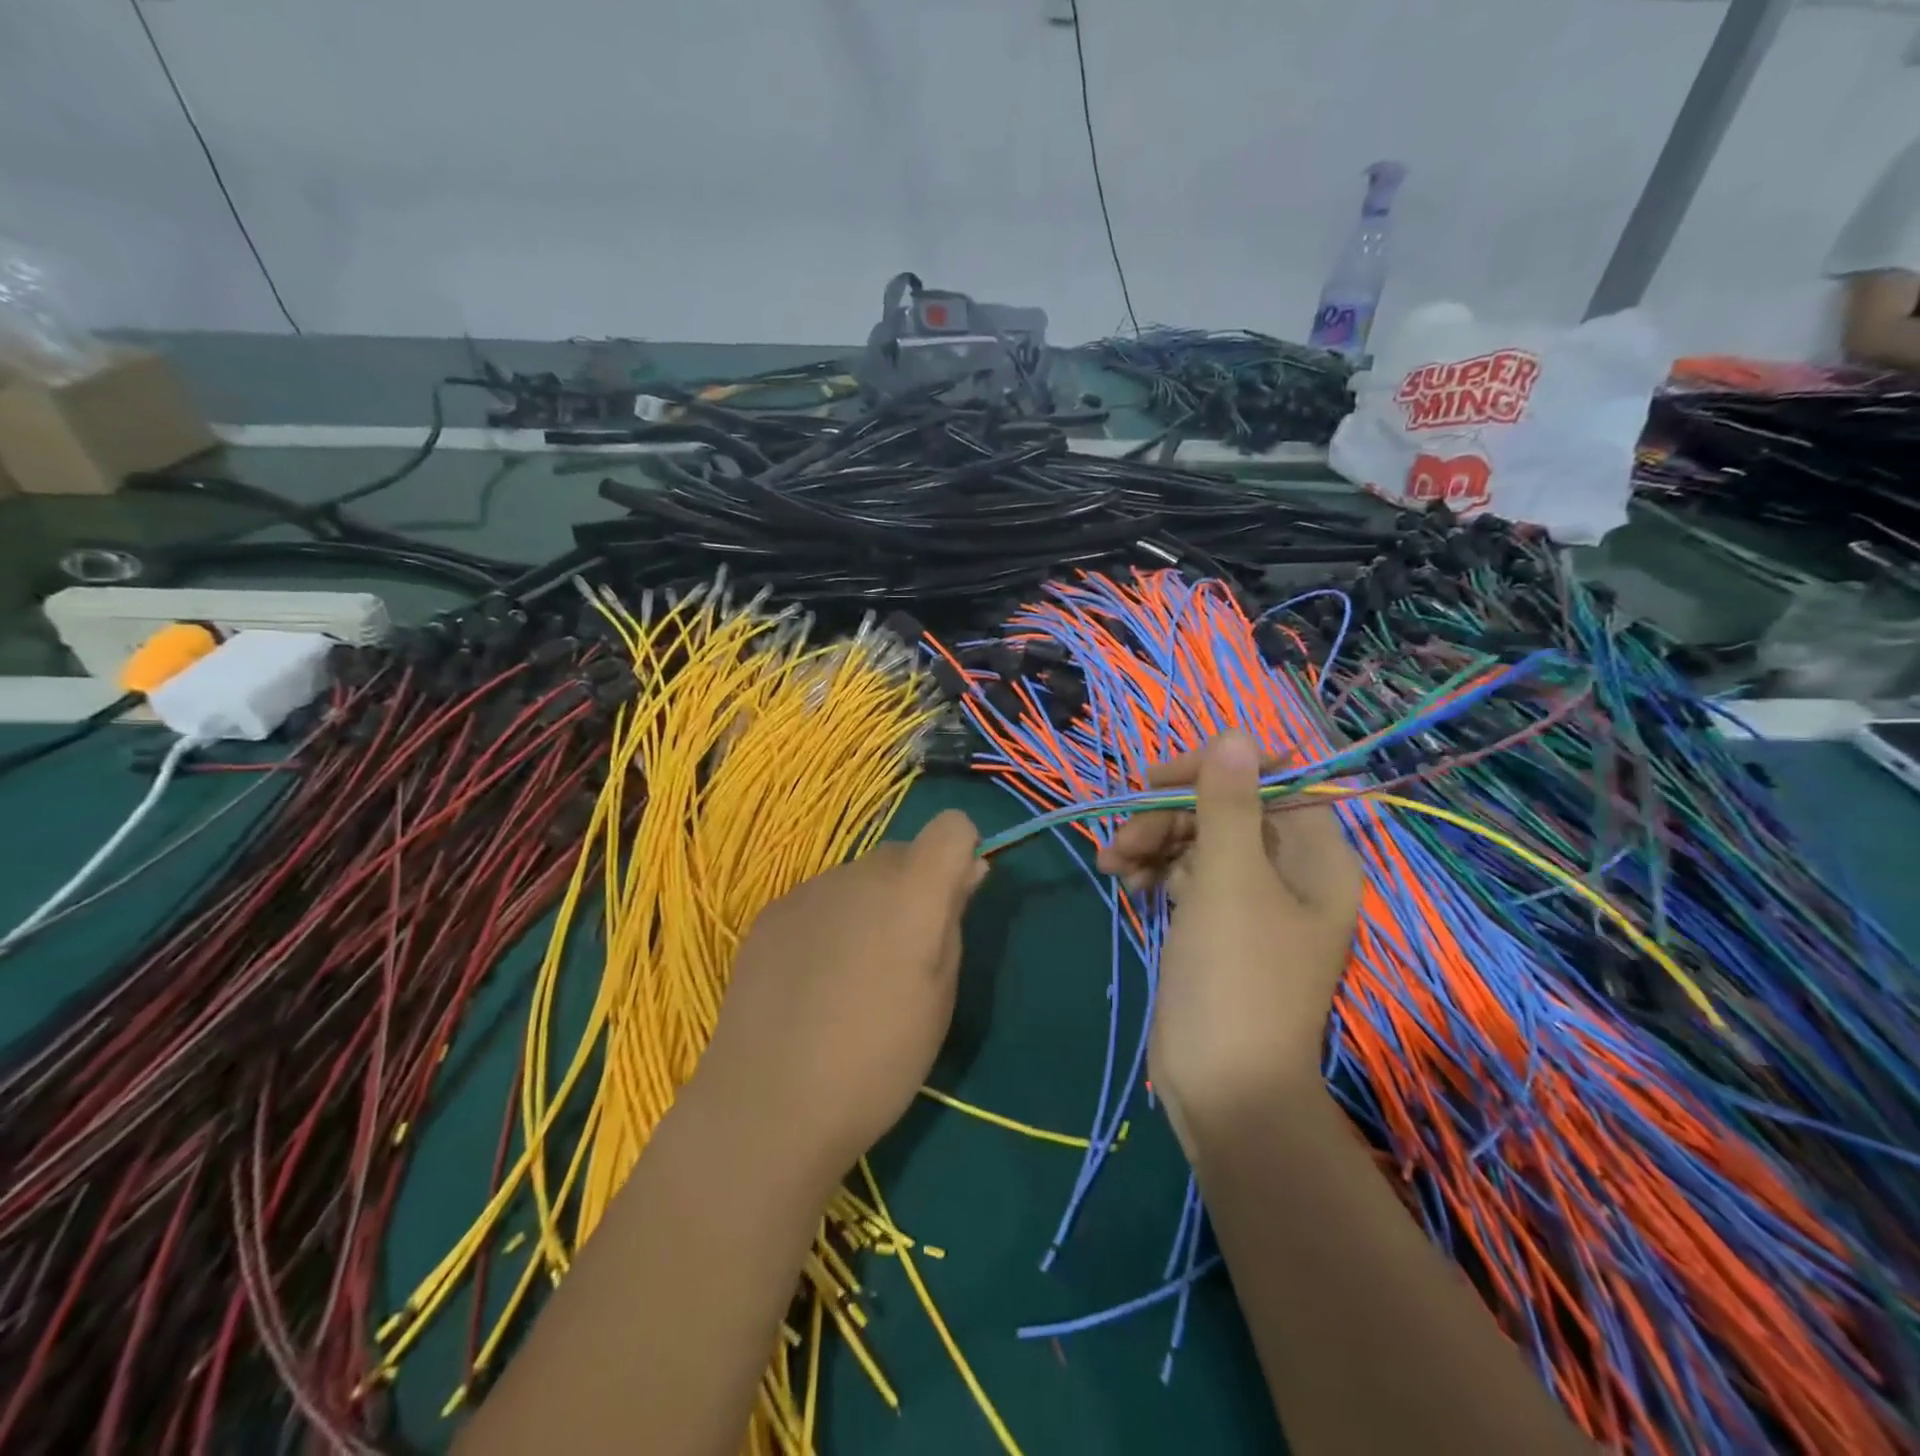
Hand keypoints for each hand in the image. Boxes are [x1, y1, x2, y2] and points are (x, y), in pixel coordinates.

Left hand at [692, 809, 986, 1177]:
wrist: (768, 1105)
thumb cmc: (878, 1061)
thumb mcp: (940, 998)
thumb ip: (953, 921)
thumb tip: (966, 871)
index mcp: (912, 892)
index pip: (952, 826)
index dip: (960, 855)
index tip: (953, 902)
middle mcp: (860, 873)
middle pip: (903, 853)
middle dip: (915, 887)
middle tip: (904, 956)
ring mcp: (810, 889)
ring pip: (859, 878)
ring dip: (869, 906)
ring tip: (851, 976)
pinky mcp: (772, 912)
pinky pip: (820, 899)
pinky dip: (830, 922)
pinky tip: (811, 980)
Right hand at [1097, 735, 1362, 1155]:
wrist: (1223, 1087)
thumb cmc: (1236, 977)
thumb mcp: (1229, 881)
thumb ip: (1228, 803)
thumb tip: (1233, 733)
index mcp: (1315, 856)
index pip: (1270, 779)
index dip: (1216, 769)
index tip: (1159, 779)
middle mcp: (1288, 870)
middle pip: (1225, 808)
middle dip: (1169, 815)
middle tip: (1124, 838)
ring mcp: (1249, 897)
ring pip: (1196, 838)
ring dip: (1151, 840)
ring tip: (1113, 863)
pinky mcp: (1214, 921)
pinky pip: (1184, 872)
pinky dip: (1153, 869)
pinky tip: (1125, 881)